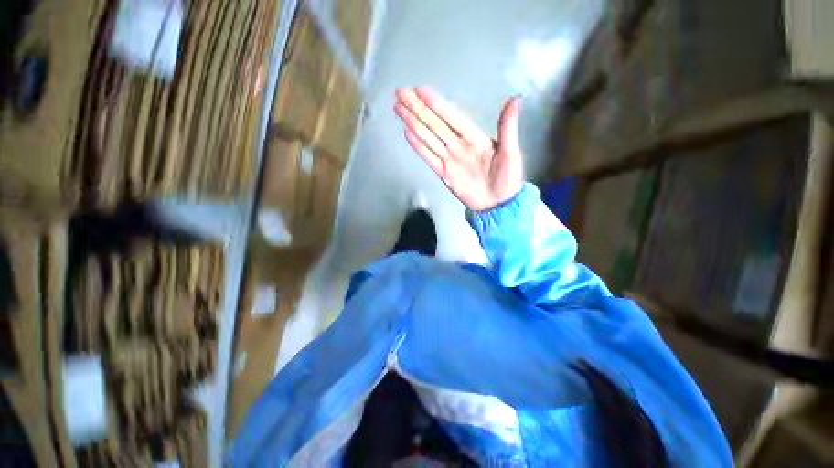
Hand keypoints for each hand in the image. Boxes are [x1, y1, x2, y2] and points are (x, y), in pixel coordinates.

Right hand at [394, 87, 524, 211]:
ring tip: (399, 109)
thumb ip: (507, 127)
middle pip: (434, 124)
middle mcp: (458, 145)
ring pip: (428, 137)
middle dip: (418, 108)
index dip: (437, 104)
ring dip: (414, 123)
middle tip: (401, 93)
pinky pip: (429, 158)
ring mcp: (449, 159)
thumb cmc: (507, 179)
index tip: (421, 90)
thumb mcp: (510, 152)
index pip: (452, 116)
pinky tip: (408, 134)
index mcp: (474, 137)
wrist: (498, 205)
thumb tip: (515, 98)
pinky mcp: (443, 173)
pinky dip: (418, 146)